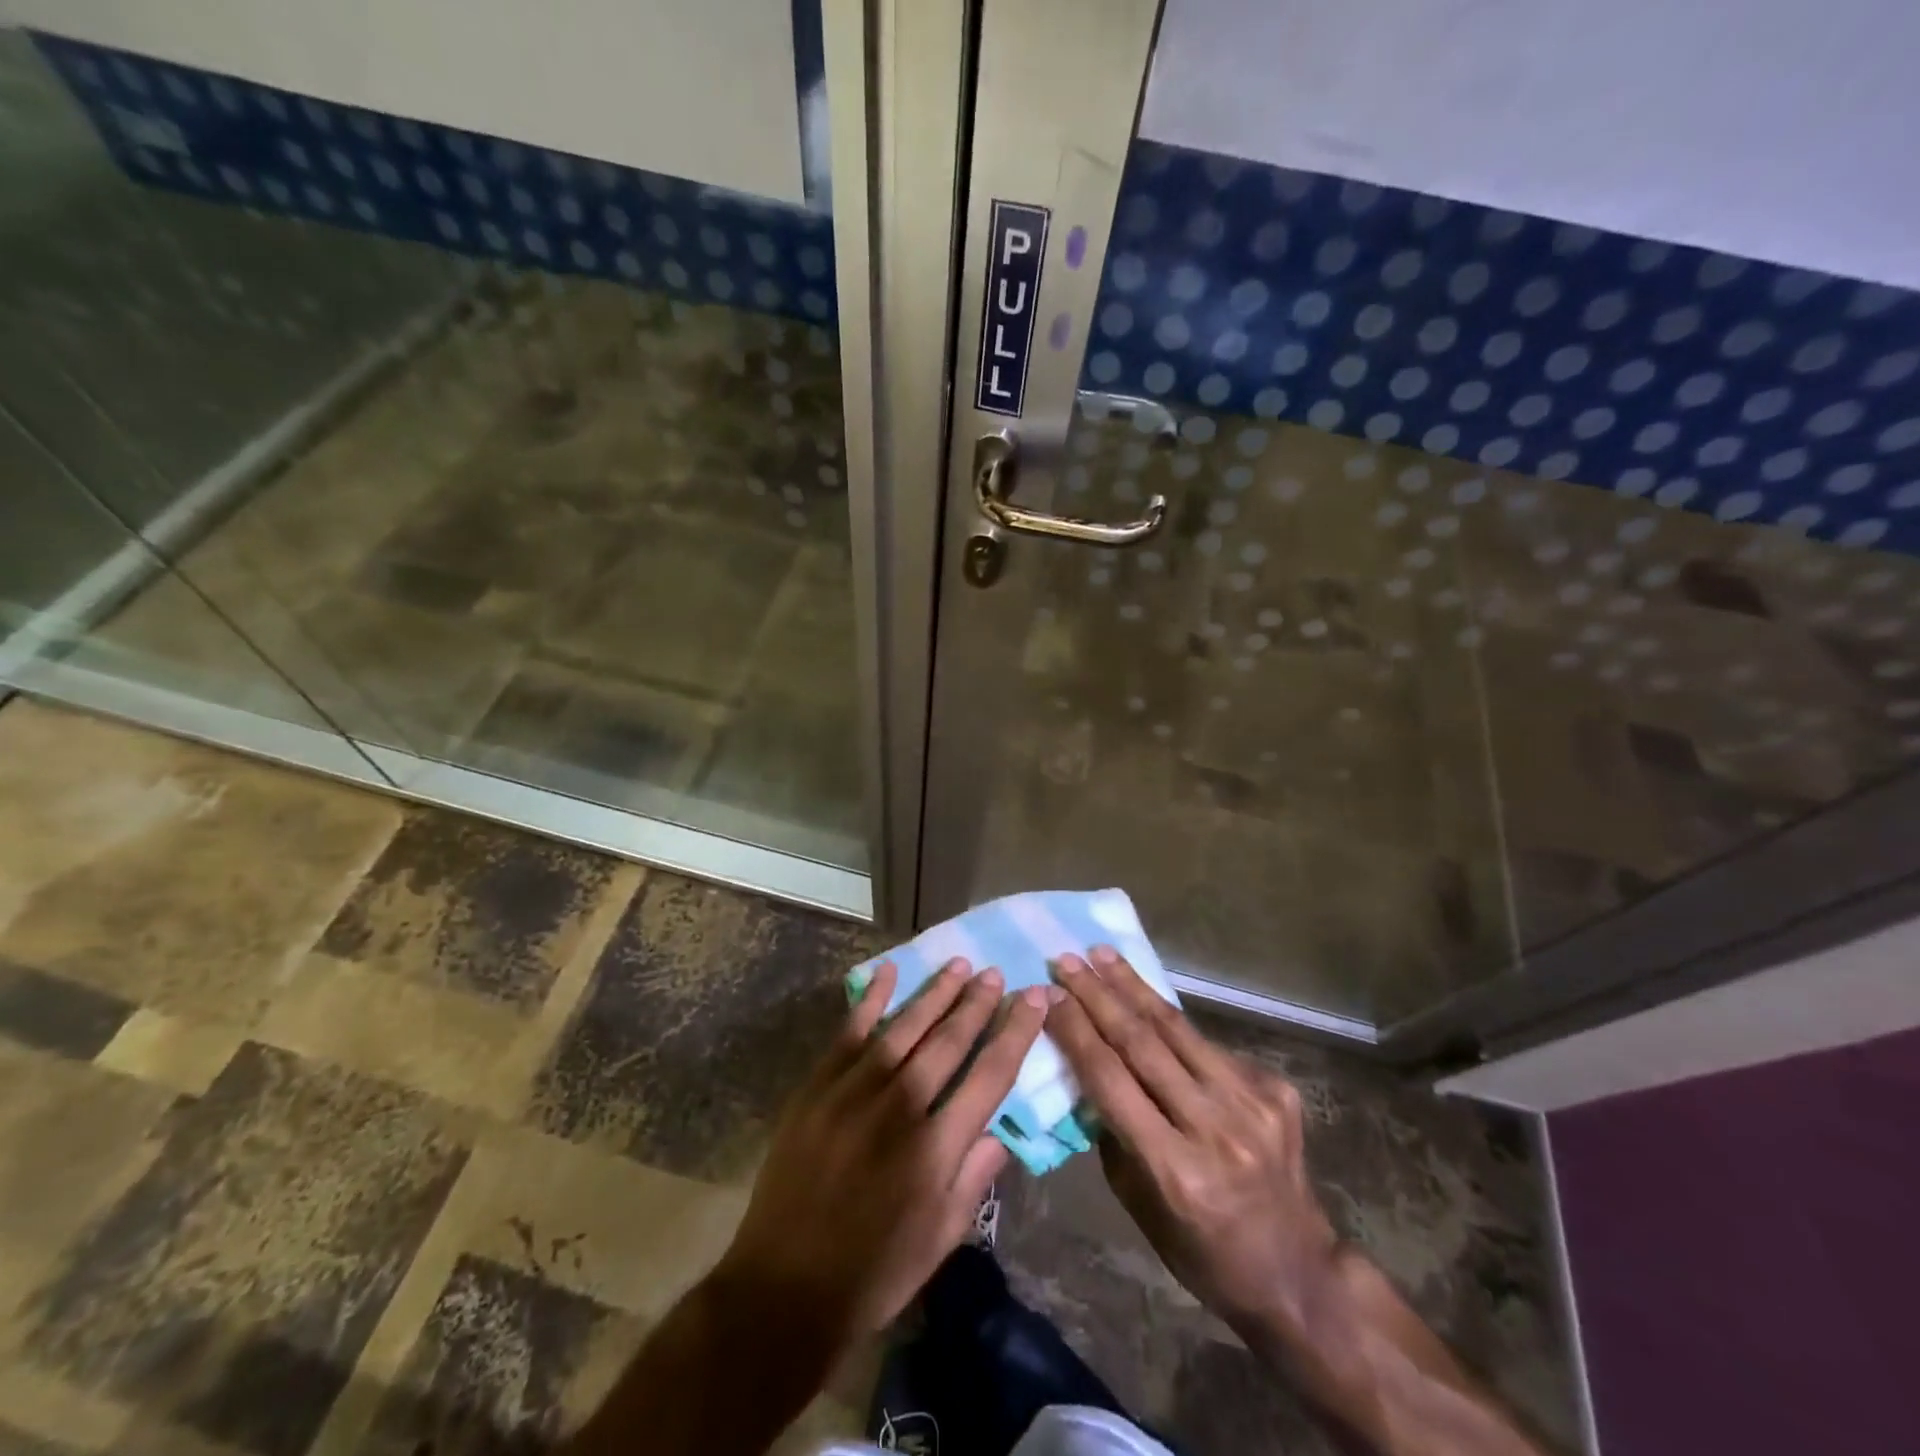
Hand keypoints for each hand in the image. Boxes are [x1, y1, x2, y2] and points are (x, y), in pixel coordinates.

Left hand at [712, 959, 1051, 1347]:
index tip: (1034, 999)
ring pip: (905, 1028)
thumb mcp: (942, 1238)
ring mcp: (854, 1091)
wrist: (784, 1287)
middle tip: (996, 973)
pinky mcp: (818, 1087)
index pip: (990, 1075)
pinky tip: (888, 971)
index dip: (1015, 1033)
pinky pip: (849, 1032)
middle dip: (977, 1004)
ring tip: (959, 965)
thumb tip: (1002, 1130)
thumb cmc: (874, 1270)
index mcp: (936, 1148)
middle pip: (949, 1041)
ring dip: (935, 993)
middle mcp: (900, 1107)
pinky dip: (870, 999)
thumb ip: (975, 1177)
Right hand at [1047, 947, 1337, 1340]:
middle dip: (1098, 995)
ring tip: (1104, 954)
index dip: (1076, 1031)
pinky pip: (1210, 1046)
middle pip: (1142, 1043)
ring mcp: (1253, 1103)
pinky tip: (1148, 1002)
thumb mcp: (1139, 1203)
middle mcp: (1216, 1128)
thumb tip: (1087, 1067)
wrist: (1298, 1272)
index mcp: (1176, 1169)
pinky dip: (1173, 1024)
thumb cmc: (1202, 1251)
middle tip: (1068, 960)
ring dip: (1134, 987)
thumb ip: (1114, 1132)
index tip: (1049, 995)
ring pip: (1179, 1029)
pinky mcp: (1276, 1089)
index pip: (1111, 1079)